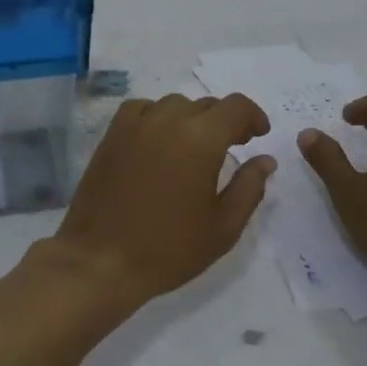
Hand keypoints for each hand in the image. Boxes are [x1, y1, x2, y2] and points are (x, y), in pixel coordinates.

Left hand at [52, 93, 274, 308]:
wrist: (101, 261)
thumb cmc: (168, 249)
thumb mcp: (223, 227)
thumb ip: (249, 188)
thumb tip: (265, 160)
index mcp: (201, 139)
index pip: (235, 107)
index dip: (253, 117)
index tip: (259, 136)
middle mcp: (167, 121)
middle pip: (205, 105)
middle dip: (224, 121)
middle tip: (232, 147)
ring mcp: (134, 126)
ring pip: (172, 104)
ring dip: (190, 118)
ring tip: (194, 146)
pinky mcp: (110, 137)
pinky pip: (140, 110)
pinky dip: (156, 117)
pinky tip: (158, 141)